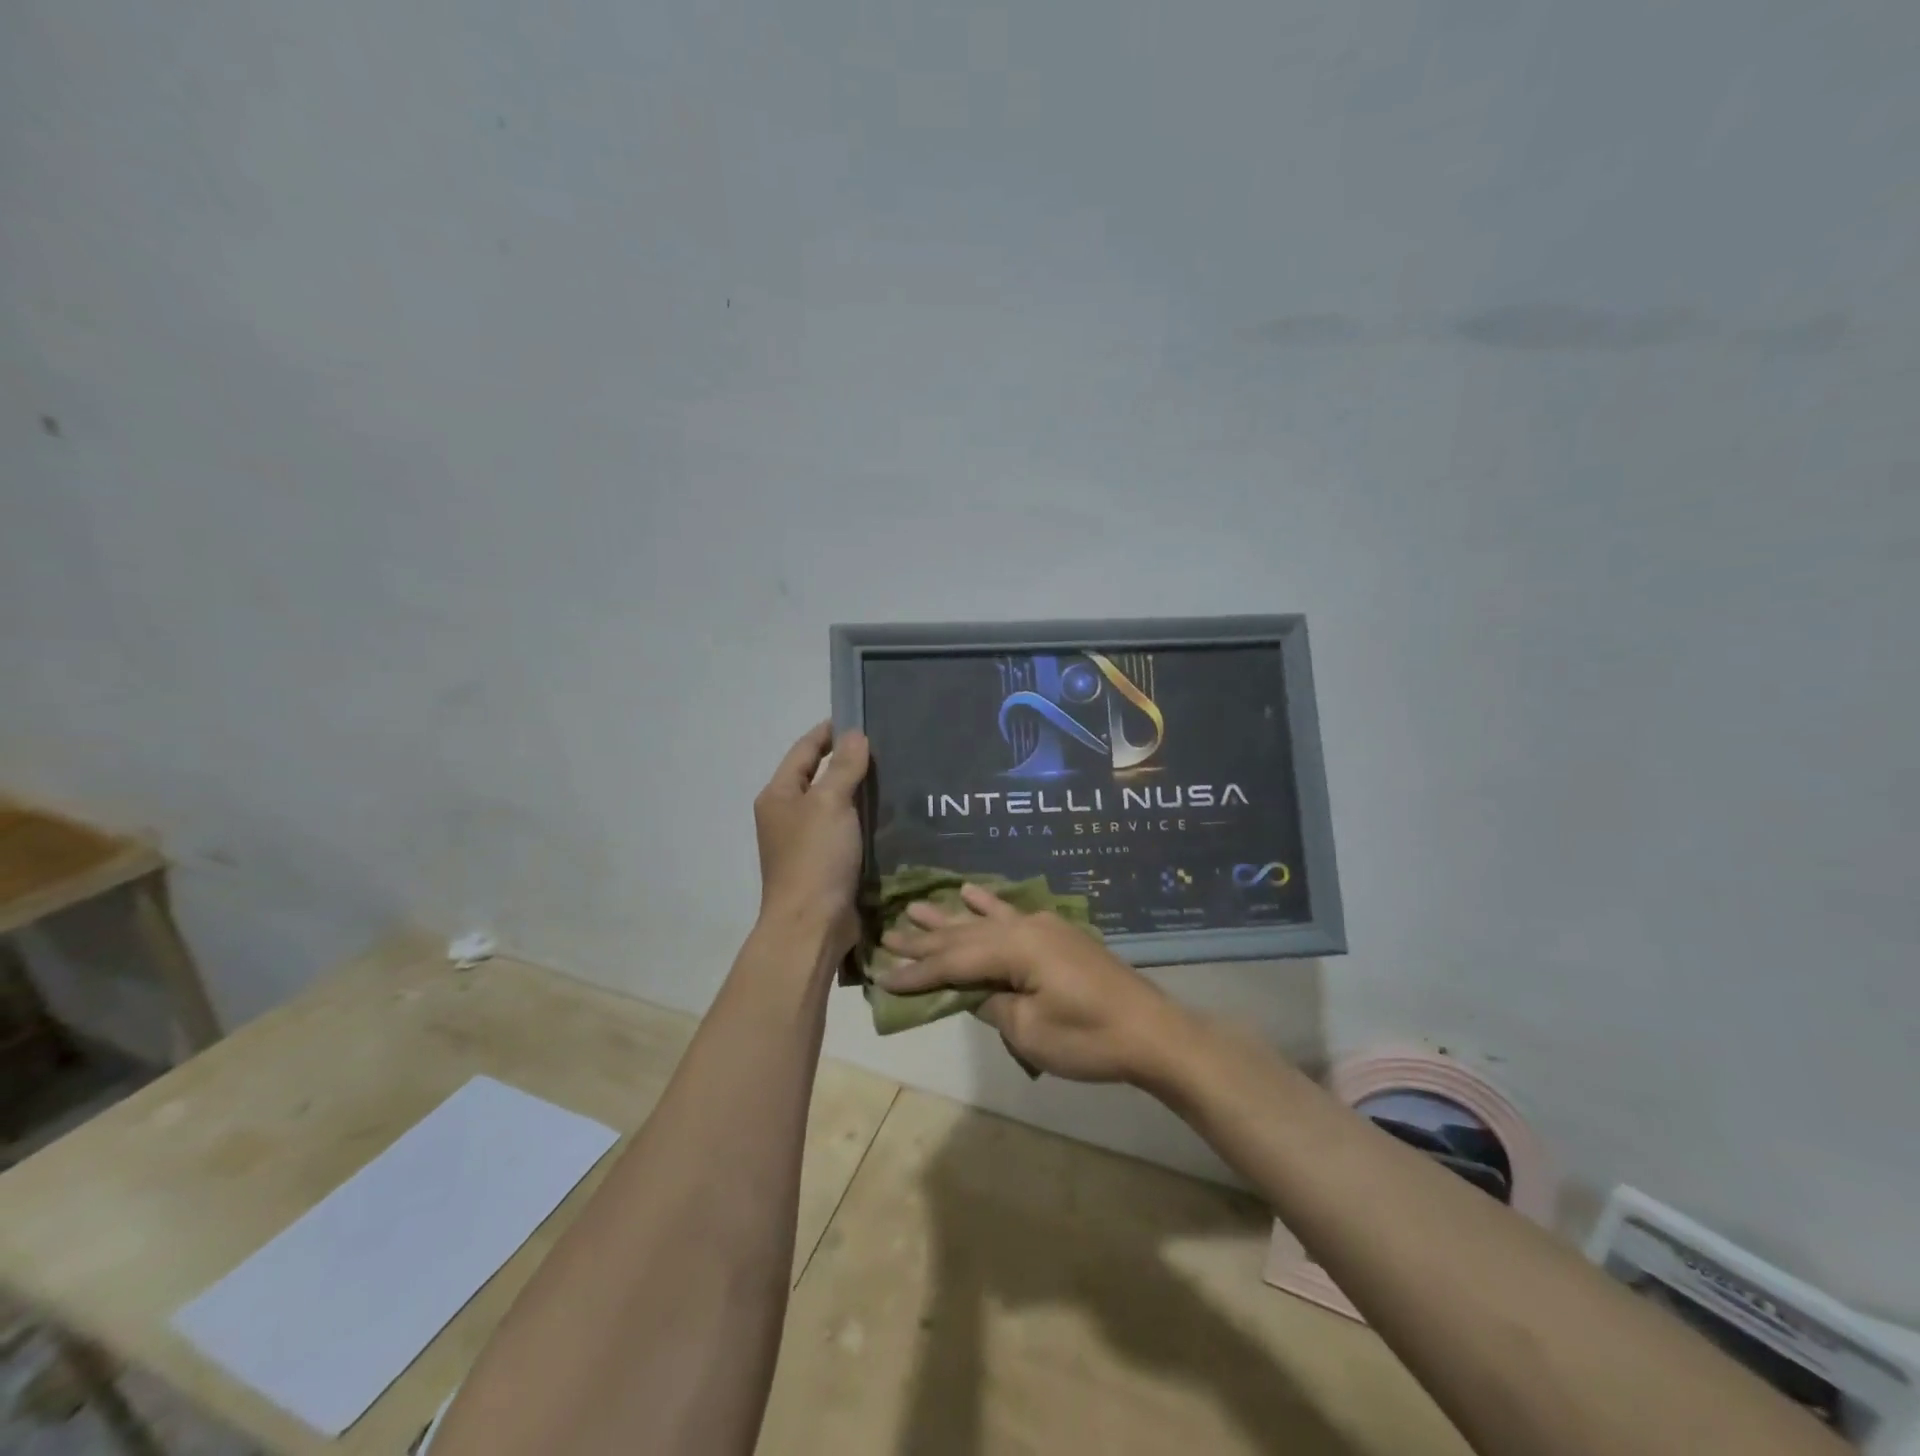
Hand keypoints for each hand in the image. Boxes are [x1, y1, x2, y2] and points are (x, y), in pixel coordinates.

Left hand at [754, 722, 869, 956]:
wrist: (812, 925)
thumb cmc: (815, 858)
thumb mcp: (830, 803)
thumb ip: (843, 767)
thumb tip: (854, 735)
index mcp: (779, 796)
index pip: (804, 751)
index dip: (828, 732)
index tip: (858, 718)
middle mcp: (787, 816)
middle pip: (818, 777)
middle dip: (847, 761)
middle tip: (886, 747)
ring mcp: (805, 842)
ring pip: (835, 806)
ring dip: (858, 792)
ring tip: (894, 776)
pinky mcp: (825, 864)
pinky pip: (846, 831)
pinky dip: (863, 820)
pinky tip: (890, 815)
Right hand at [877, 883, 1183, 1082]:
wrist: (1152, 1033)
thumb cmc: (1090, 1039)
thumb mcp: (1030, 1031)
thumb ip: (991, 1005)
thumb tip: (970, 991)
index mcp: (1016, 948)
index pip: (954, 961)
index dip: (918, 971)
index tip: (883, 975)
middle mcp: (1025, 927)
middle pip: (964, 934)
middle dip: (925, 939)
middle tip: (886, 935)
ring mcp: (1043, 926)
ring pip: (984, 921)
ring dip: (948, 918)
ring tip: (914, 907)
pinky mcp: (1056, 934)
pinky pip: (1012, 913)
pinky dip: (988, 903)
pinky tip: (969, 892)